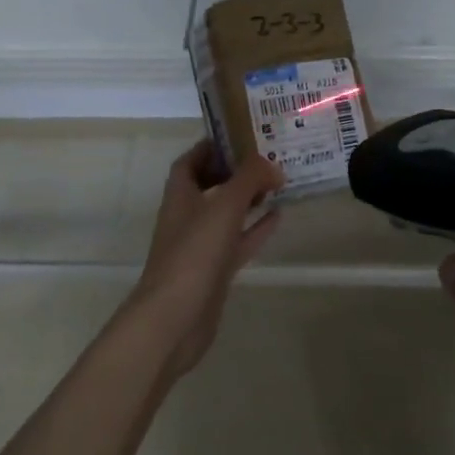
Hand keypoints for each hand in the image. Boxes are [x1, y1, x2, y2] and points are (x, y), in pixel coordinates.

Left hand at [128, 142, 284, 376]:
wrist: (175, 318)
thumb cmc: (194, 253)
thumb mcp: (224, 206)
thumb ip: (249, 179)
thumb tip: (271, 164)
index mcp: (180, 194)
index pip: (192, 160)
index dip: (213, 146)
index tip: (242, 136)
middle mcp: (188, 215)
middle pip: (211, 184)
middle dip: (236, 171)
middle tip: (268, 158)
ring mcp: (201, 245)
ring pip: (227, 213)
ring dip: (249, 198)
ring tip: (279, 183)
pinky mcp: (215, 270)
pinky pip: (238, 241)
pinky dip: (256, 228)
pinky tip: (278, 217)